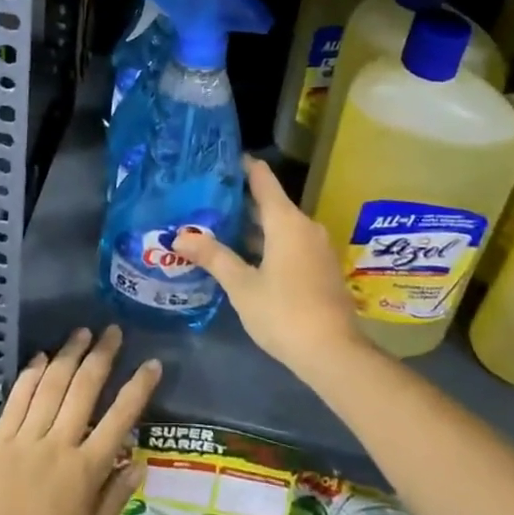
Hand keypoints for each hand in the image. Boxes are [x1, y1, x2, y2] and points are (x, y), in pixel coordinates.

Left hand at [0, 326, 159, 514]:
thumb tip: (139, 461)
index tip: (152, 363)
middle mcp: (58, 446)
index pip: (119, 418)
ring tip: (81, 332)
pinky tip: (41, 358)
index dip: (138, 388)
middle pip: (84, 389)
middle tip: (113, 331)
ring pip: (51, 385)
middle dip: (101, 356)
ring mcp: (25, 441)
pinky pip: (17, 400)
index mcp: (86, 472)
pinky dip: (31, 375)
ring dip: (68, 355)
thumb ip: (114, 498)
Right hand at [173, 156, 370, 379]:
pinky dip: (268, 241)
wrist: (334, 354)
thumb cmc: (284, 312)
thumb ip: (213, 257)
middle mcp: (304, 225)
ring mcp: (317, 247)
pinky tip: (246, 255)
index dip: (241, 165)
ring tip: (219, 226)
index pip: (262, 177)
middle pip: (270, 202)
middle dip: (240, 200)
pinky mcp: (321, 267)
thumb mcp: (241, 285)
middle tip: (206, 198)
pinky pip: (291, 242)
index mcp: (285, 220)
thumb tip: (179, 236)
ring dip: (253, 225)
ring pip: (280, 225)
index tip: (218, 160)